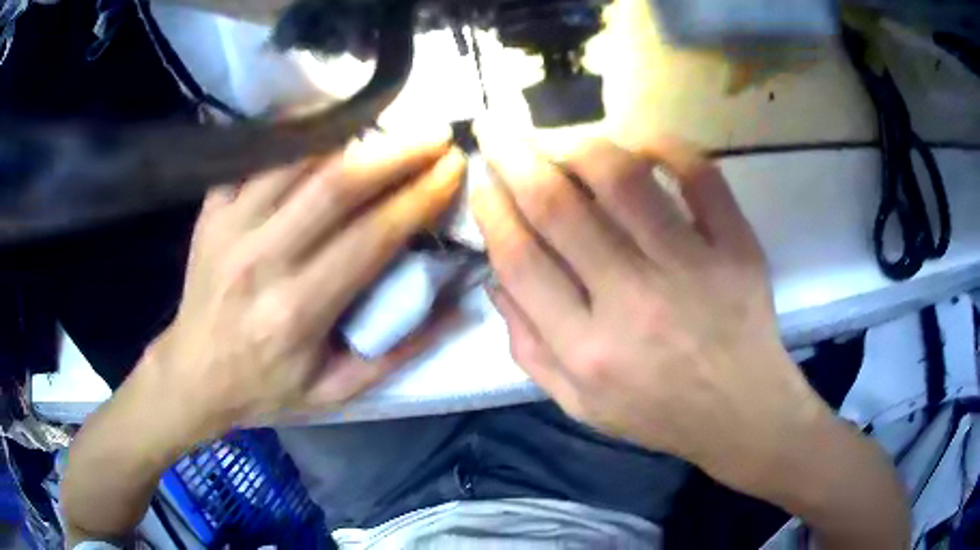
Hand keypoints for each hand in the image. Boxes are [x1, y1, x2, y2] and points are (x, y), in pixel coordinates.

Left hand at [143, 130, 464, 438]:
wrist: (193, 374)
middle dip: (396, 152)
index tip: (452, 170)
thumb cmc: (266, 387)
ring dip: (350, 135)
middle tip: (434, 134)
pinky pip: (255, 156)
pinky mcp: (211, 211)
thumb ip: (399, 351)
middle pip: (334, 185)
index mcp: (297, 312)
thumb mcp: (337, 391)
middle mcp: (261, 261)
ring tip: (389, 124)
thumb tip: (460, 305)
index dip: (419, 198)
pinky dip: (293, 133)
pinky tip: (325, 123)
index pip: (371, 238)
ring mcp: (229, 228)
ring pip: (295, 159)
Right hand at [472, 129, 829, 497]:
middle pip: (559, 207)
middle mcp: (634, 303)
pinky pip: (700, 175)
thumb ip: (529, 349)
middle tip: (495, 130)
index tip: (482, 183)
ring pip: (623, 178)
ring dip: (578, 144)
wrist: (742, 413)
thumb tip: (496, 280)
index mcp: (588, 350)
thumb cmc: (658, 413)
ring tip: (559, 138)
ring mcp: (692, 268)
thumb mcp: (579, 405)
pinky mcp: (737, 247)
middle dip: (514, 157)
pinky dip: (666, 145)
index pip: (522, 260)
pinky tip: (639, 143)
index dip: (492, 210)